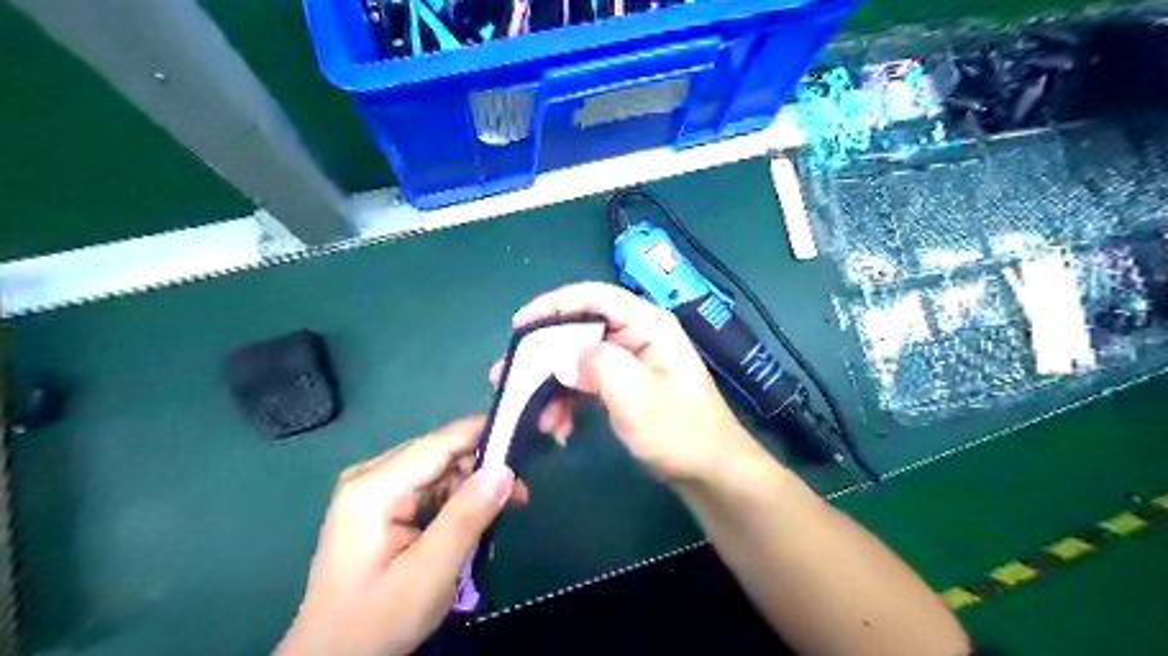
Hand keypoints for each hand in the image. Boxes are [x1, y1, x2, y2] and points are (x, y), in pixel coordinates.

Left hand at [272, 419, 526, 654]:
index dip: (486, 433)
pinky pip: (427, 488)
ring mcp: (372, 490)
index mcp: (375, 486)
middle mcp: (371, 476)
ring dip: (472, 487)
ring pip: (438, 470)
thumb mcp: (430, 573)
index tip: (527, 437)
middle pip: (440, 453)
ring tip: (501, 513)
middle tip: (520, 496)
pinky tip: (472, 522)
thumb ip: (468, 516)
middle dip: (483, 468)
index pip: (441, 441)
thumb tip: (505, 469)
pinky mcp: (378, 506)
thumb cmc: (377, 621)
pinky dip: (455, 500)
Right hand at [490, 278, 756, 481]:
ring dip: (553, 386)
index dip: (552, 305)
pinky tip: (559, 427)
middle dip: (544, 354)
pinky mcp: (624, 386)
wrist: (710, 472)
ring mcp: (630, 362)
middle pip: (579, 329)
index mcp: (646, 325)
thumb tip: (561, 355)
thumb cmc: (680, 431)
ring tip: (537, 418)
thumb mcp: (637, 397)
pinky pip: (586, 383)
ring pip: (578, 360)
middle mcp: (637, 336)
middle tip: (509, 377)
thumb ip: (598, 365)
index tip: (518, 327)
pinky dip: (568, 401)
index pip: (592, 297)